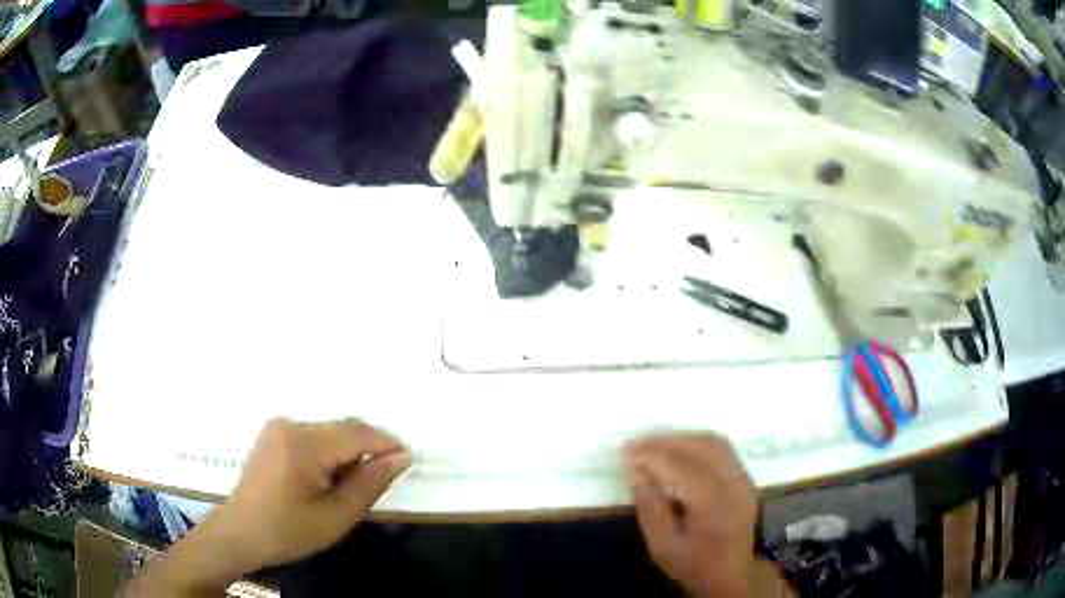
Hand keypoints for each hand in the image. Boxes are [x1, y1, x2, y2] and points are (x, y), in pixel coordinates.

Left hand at [134, 418, 411, 596]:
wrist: (240, 533)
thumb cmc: (288, 531)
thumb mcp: (336, 517)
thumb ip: (370, 483)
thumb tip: (401, 457)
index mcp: (303, 444)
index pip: (357, 432)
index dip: (386, 444)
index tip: (407, 462)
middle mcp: (289, 424)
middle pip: (342, 429)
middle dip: (366, 452)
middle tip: (376, 485)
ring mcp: (277, 426)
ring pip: (329, 433)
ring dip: (346, 455)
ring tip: (346, 489)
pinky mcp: (272, 434)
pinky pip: (312, 436)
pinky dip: (329, 454)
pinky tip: (325, 480)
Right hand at [625, 433, 758, 597]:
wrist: (732, 576)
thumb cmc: (692, 567)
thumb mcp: (662, 548)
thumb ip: (650, 509)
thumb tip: (636, 472)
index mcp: (714, 509)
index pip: (682, 469)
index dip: (652, 455)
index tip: (625, 450)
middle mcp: (735, 488)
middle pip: (701, 449)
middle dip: (665, 442)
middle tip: (635, 443)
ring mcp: (745, 481)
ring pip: (714, 443)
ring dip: (682, 439)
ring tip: (653, 444)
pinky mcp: (747, 479)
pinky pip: (723, 449)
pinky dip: (697, 443)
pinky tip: (678, 449)